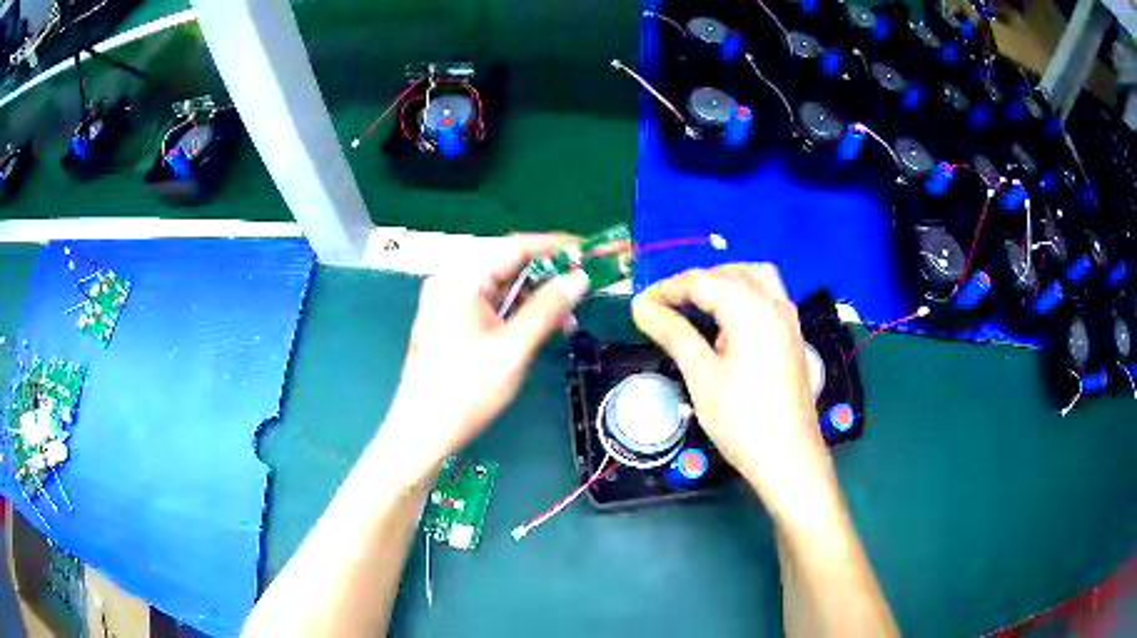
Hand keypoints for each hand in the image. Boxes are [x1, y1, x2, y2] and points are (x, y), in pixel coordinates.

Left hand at [377, 234, 589, 483]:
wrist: (422, 433)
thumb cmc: (464, 392)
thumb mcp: (512, 349)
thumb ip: (547, 309)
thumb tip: (579, 278)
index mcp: (461, 279)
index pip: (515, 246)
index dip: (556, 246)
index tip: (591, 251)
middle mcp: (453, 281)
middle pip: (508, 264)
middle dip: (549, 275)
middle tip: (586, 287)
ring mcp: (450, 301)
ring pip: (503, 286)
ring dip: (537, 298)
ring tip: (569, 319)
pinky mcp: (453, 321)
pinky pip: (493, 304)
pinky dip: (519, 313)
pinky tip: (543, 328)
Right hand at [631, 264, 836, 519]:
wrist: (788, 457)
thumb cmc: (741, 419)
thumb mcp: (701, 375)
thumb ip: (673, 333)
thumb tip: (641, 306)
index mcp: (751, 308)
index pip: (702, 281)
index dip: (668, 289)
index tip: (640, 306)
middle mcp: (774, 303)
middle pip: (730, 272)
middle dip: (696, 282)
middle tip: (666, 309)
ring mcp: (788, 319)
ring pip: (755, 278)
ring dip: (724, 282)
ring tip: (698, 308)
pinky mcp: (792, 336)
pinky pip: (768, 296)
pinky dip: (744, 295)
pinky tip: (728, 323)